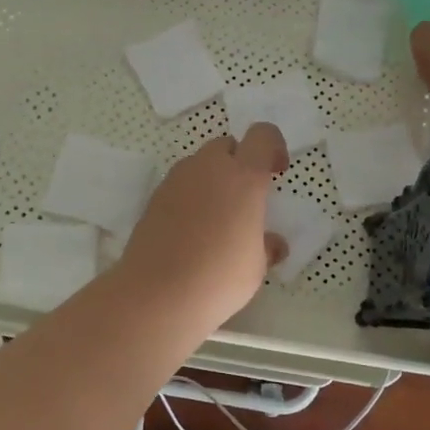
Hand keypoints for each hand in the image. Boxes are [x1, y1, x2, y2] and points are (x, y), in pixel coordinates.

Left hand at [112, 123, 289, 329]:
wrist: (157, 294)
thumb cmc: (219, 277)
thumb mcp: (256, 266)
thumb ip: (266, 246)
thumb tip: (273, 244)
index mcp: (243, 177)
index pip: (262, 136)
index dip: (273, 147)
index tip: (276, 172)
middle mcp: (209, 168)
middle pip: (227, 146)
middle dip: (239, 163)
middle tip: (245, 199)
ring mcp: (176, 180)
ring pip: (200, 164)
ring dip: (212, 179)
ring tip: (216, 219)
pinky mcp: (154, 198)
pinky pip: (179, 185)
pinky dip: (190, 197)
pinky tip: (191, 231)